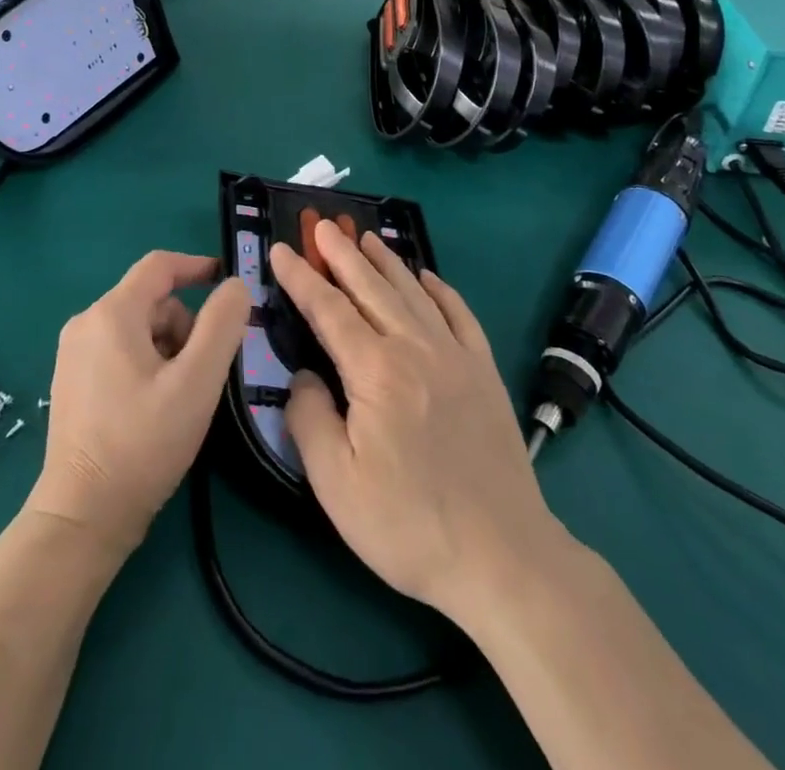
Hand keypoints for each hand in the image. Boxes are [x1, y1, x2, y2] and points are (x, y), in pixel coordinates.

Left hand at [26, 252, 249, 552]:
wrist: (83, 517)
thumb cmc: (143, 443)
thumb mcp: (196, 382)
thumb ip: (222, 326)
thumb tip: (235, 285)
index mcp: (111, 313)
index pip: (159, 266)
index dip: (198, 267)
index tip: (229, 285)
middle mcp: (85, 323)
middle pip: (151, 301)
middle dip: (186, 325)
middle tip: (205, 372)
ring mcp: (73, 353)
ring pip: (138, 328)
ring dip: (169, 348)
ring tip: (180, 397)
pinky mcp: (71, 380)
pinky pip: (120, 350)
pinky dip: (147, 364)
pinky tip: (155, 407)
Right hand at [274, 222, 565, 626]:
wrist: (504, 557)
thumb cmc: (409, 524)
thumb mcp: (336, 484)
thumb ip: (309, 419)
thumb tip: (304, 377)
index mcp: (375, 371)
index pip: (328, 310)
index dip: (301, 277)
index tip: (281, 249)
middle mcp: (415, 349)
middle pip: (371, 288)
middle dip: (342, 254)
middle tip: (323, 226)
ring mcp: (456, 357)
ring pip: (413, 293)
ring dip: (387, 261)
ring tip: (366, 238)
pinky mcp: (484, 373)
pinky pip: (460, 316)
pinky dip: (442, 290)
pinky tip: (429, 277)